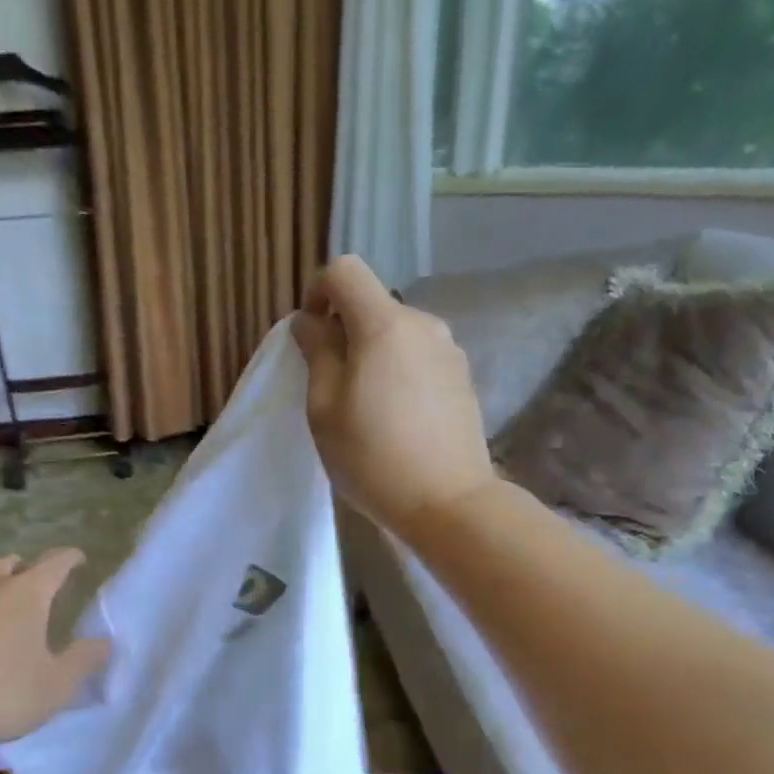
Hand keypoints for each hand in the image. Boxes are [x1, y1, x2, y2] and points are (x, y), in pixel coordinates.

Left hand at [0, 550, 108, 750]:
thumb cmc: (0, 693)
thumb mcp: (55, 685)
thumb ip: (83, 660)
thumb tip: (105, 642)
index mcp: (26, 593)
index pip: (55, 562)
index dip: (70, 559)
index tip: (78, 559)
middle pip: (11, 564)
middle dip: (27, 571)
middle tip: (36, 590)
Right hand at [290, 255, 495, 539]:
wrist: (448, 502)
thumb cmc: (373, 459)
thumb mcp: (325, 411)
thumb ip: (317, 355)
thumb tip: (310, 322)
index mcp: (384, 325)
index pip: (345, 271)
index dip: (318, 292)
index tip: (311, 336)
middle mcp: (423, 324)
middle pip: (373, 304)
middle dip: (346, 332)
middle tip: (332, 386)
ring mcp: (449, 350)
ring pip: (398, 334)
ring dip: (374, 355)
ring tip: (366, 409)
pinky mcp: (463, 378)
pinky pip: (420, 358)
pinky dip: (400, 373)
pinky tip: (397, 420)